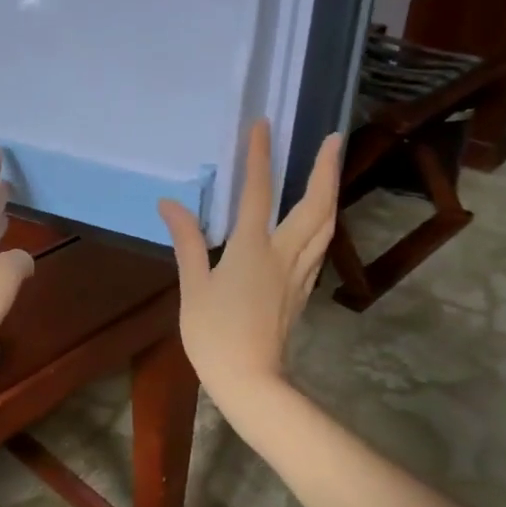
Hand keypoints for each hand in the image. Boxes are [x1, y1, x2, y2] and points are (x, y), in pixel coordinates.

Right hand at [157, 120, 342, 406]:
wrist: (251, 381)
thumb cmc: (215, 335)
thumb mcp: (193, 287)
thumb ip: (187, 242)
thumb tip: (171, 204)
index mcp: (253, 250)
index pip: (258, 192)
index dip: (260, 156)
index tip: (263, 125)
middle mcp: (284, 255)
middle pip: (314, 205)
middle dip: (325, 169)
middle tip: (335, 139)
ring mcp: (299, 273)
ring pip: (325, 226)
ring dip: (331, 193)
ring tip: (332, 170)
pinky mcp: (302, 290)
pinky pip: (320, 247)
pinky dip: (324, 223)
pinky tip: (320, 221)